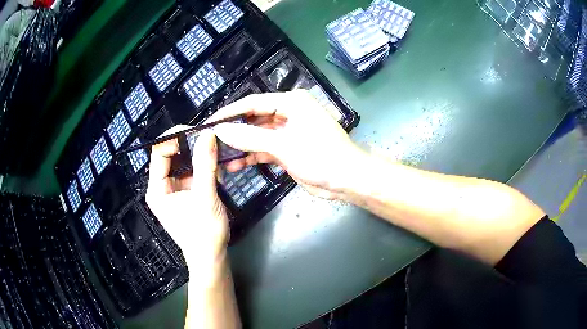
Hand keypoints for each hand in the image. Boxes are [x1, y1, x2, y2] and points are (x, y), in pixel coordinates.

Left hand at [145, 127, 228, 278]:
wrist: (212, 257)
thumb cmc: (204, 233)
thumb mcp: (205, 198)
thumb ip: (205, 165)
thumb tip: (208, 134)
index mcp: (157, 188)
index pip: (159, 152)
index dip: (175, 137)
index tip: (198, 130)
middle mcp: (161, 186)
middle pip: (171, 154)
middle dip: (190, 144)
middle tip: (211, 137)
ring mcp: (174, 189)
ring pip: (183, 161)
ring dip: (199, 154)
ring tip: (216, 149)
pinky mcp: (186, 192)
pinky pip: (192, 171)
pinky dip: (204, 166)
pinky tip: (217, 166)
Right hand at [212, 90, 365, 199]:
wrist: (346, 180)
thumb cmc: (320, 156)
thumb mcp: (283, 144)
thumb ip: (249, 137)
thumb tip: (220, 130)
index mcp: (291, 102)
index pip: (252, 103)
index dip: (230, 112)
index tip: (210, 122)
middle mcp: (288, 113)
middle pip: (254, 118)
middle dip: (234, 130)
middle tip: (212, 141)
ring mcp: (288, 132)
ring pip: (258, 136)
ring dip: (241, 146)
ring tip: (219, 156)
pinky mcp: (288, 148)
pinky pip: (265, 149)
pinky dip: (252, 156)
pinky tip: (236, 165)